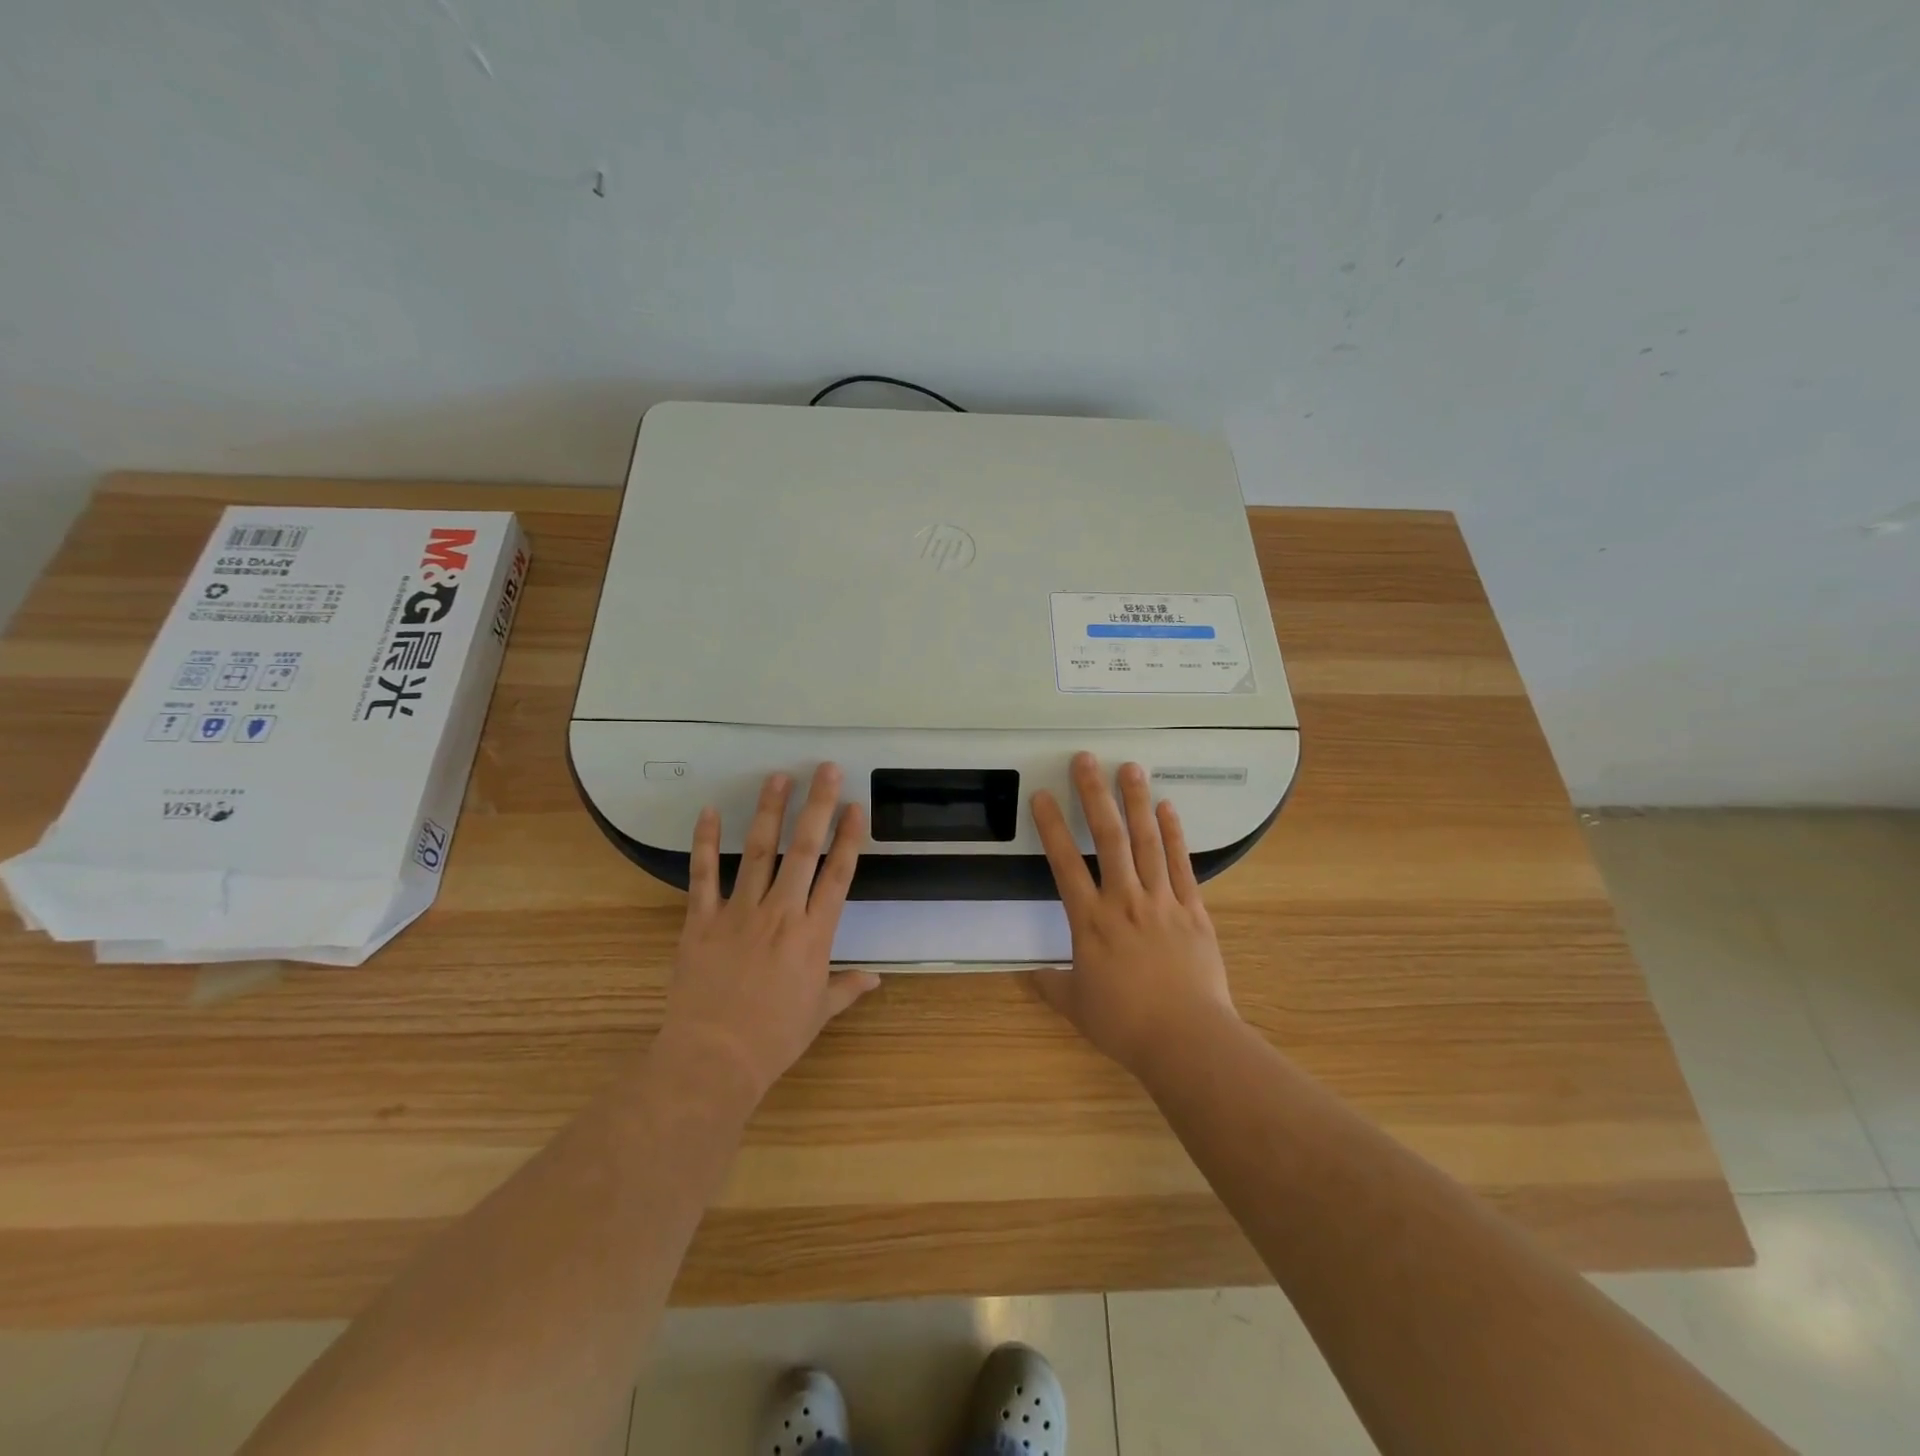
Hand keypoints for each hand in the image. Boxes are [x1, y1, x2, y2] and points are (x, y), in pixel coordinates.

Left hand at [655, 765, 878, 1108]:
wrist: (713, 1059)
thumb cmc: (773, 1039)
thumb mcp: (818, 1014)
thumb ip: (846, 987)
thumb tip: (876, 978)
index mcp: (814, 935)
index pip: (838, 875)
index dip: (849, 838)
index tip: (855, 806)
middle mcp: (781, 913)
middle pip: (804, 850)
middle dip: (817, 806)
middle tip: (824, 769)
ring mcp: (739, 913)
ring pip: (758, 852)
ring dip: (769, 812)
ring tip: (778, 777)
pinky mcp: (702, 920)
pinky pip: (703, 875)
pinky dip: (705, 842)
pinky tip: (710, 811)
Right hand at [1030, 752, 1236, 1077]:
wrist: (1186, 1039)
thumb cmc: (1125, 1024)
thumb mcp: (1078, 1007)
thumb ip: (1051, 986)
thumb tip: (1028, 976)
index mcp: (1090, 921)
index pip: (1064, 863)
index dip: (1051, 826)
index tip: (1042, 795)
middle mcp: (1124, 900)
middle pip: (1108, 838)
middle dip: (1094, 794)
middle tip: (1086, 759)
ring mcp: (1162, 901)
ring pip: (1147, 842)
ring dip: (1136, 802)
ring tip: (1130, 767)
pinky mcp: (1193, 910)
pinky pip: (1181, 865)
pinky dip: (1175, 835)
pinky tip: (1168, 808)